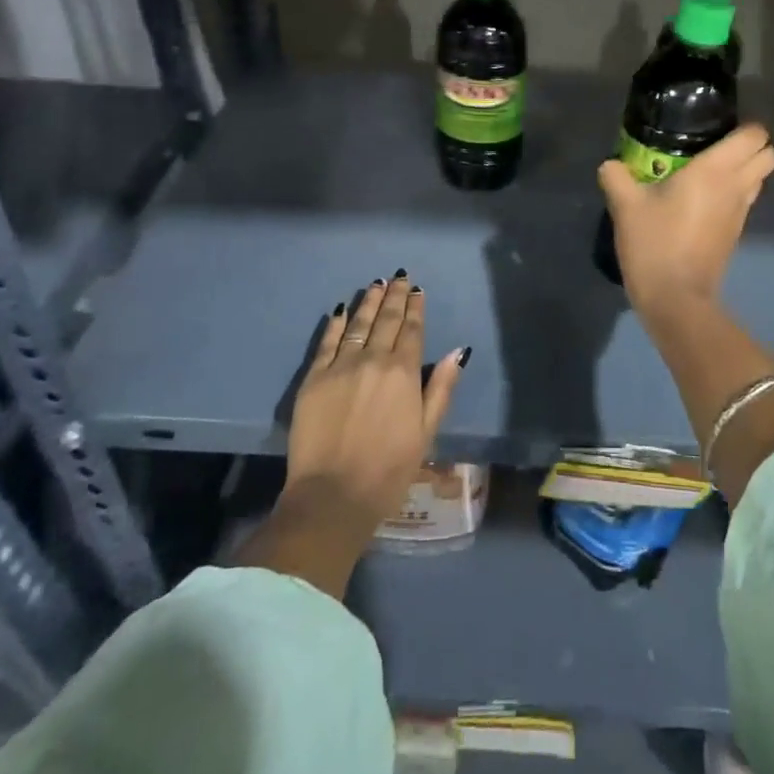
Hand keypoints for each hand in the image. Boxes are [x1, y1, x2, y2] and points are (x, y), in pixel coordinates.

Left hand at [286, 273, 467, 531]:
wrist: (332, 496)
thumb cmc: (389, 470)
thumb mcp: (426, 433)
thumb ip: (441, 389)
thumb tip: (459, 352)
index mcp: (404, 373)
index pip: (412, 330)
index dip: (416, 308)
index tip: (417, 290)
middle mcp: (373, 360)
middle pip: (386, 320)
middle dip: (394, 296)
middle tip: (399, 277)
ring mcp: (340, 366)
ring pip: (358, 324)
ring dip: (369, 302)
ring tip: (376, 284)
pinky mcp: (314, 378)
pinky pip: (327, 342)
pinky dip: (336, 323)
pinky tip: (341, 310)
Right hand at [597, 124, 773, 317]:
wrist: (675, 298)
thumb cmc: (655, 243)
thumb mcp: (625, 205)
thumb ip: (616, 176)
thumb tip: (611, 164)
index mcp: (716, 170)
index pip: (755, 136)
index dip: (744, 126)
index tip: (717, 125)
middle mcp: (736, 186)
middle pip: (768, 155)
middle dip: (751, 146)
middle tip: (715, 144)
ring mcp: (740, 213)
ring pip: (758, 179)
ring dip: (743, 170)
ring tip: (706, 169)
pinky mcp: (735, 233)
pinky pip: (744, 200)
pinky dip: (732, 193)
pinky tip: (699, 198)